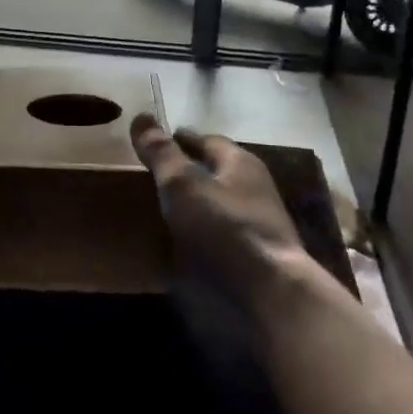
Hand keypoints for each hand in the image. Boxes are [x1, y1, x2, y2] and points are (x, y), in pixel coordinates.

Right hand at [130, 114, 306, 316]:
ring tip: (167, 211)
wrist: (271, 297)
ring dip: (199, 205)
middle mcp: (255, 189)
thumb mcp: (184, 185)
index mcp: (241, 163)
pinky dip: (205, 235)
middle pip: (218, 172)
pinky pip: (224, 236)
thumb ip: (162, 154)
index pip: (208, 140)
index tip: (161, 140)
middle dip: (192, 171)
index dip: (183, 139)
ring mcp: (259, 226)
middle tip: (159, 174)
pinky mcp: (257, 259)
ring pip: (222, 205)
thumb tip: (141, 116)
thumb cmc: (225, 228)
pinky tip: (187, 246)